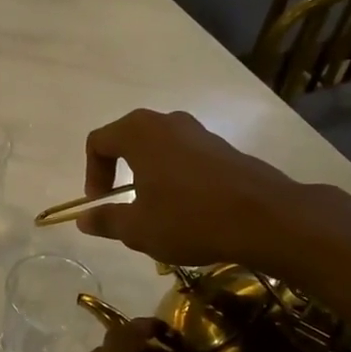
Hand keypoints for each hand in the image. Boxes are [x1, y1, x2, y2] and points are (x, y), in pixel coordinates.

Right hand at [77, 108, 313, 266]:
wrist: (266, 219)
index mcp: (139, 133)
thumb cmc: (189, 219)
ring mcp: (200, 132)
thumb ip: (106, 220)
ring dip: (149, 175)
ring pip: (160, 149)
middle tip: (123, 204)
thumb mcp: (138, 229)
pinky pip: (186, 157)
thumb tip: (84, 219)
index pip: (98, 142)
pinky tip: (188, 210)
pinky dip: (176, 178)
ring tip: (156, 211)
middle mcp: (167, 123)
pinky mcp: (224, 148)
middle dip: (119, 172)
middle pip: (129, 140)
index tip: (100, 203)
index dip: (91, 173)